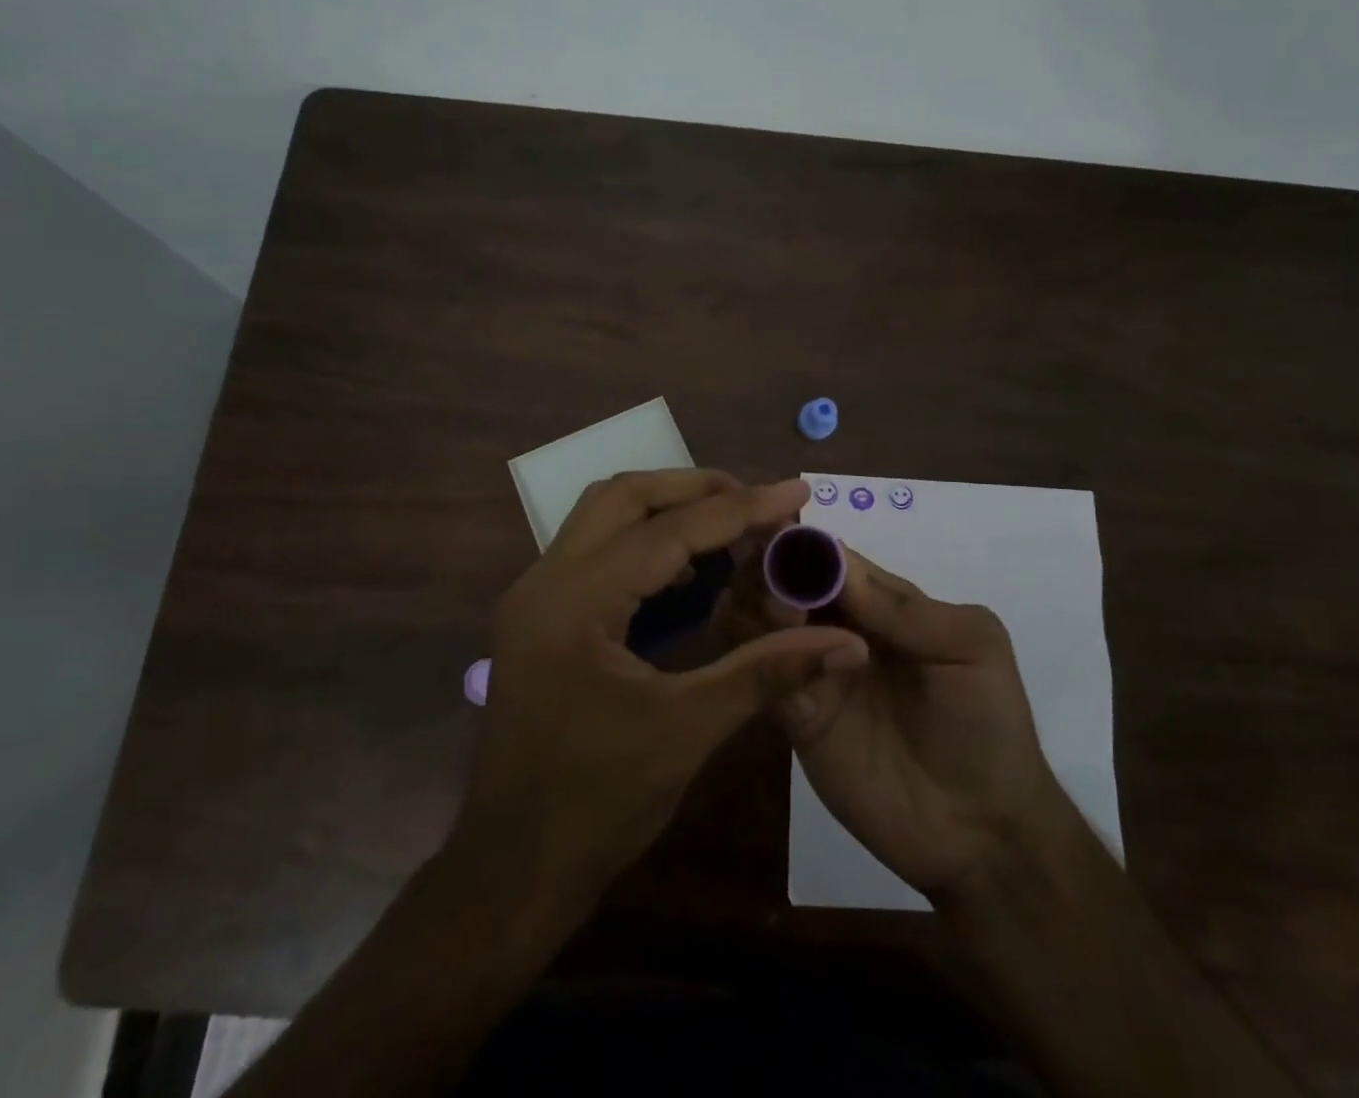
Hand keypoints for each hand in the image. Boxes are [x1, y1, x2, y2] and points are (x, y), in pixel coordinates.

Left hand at [458, 470, 869, 895]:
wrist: (511, 870)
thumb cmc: (597, 806)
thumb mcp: (688, 731)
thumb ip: (767, 671)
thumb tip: (846, 643)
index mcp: (574, 603)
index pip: (668, 531)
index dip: (740, 508)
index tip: (797, 491)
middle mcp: (544, 581)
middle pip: (624, 496)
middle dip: (696, 488)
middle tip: (759, 500)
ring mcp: (534, 596)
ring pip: (603, 515)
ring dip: (667, 508)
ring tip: (731, 524)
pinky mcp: (539, 616)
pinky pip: (595, 550)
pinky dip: (644, 542)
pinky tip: (688, 572)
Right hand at [769, 548, 1065, 900]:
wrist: (982, 832)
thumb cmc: (988, 725)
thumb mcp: (971, 648)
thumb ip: (907, 609)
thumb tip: (837, 564)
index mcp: (881, 603)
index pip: (831, 558)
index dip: (802, 542)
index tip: (773, 529)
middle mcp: (839, 627)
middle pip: (788, 583)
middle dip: (772, 571)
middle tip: (775, 583)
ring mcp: (814, 671)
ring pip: (766, 623)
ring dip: (760, 607)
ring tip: (780, 616)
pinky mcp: (797, 717)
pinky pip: (765, 676)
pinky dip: (757, 656)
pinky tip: (766, 652)